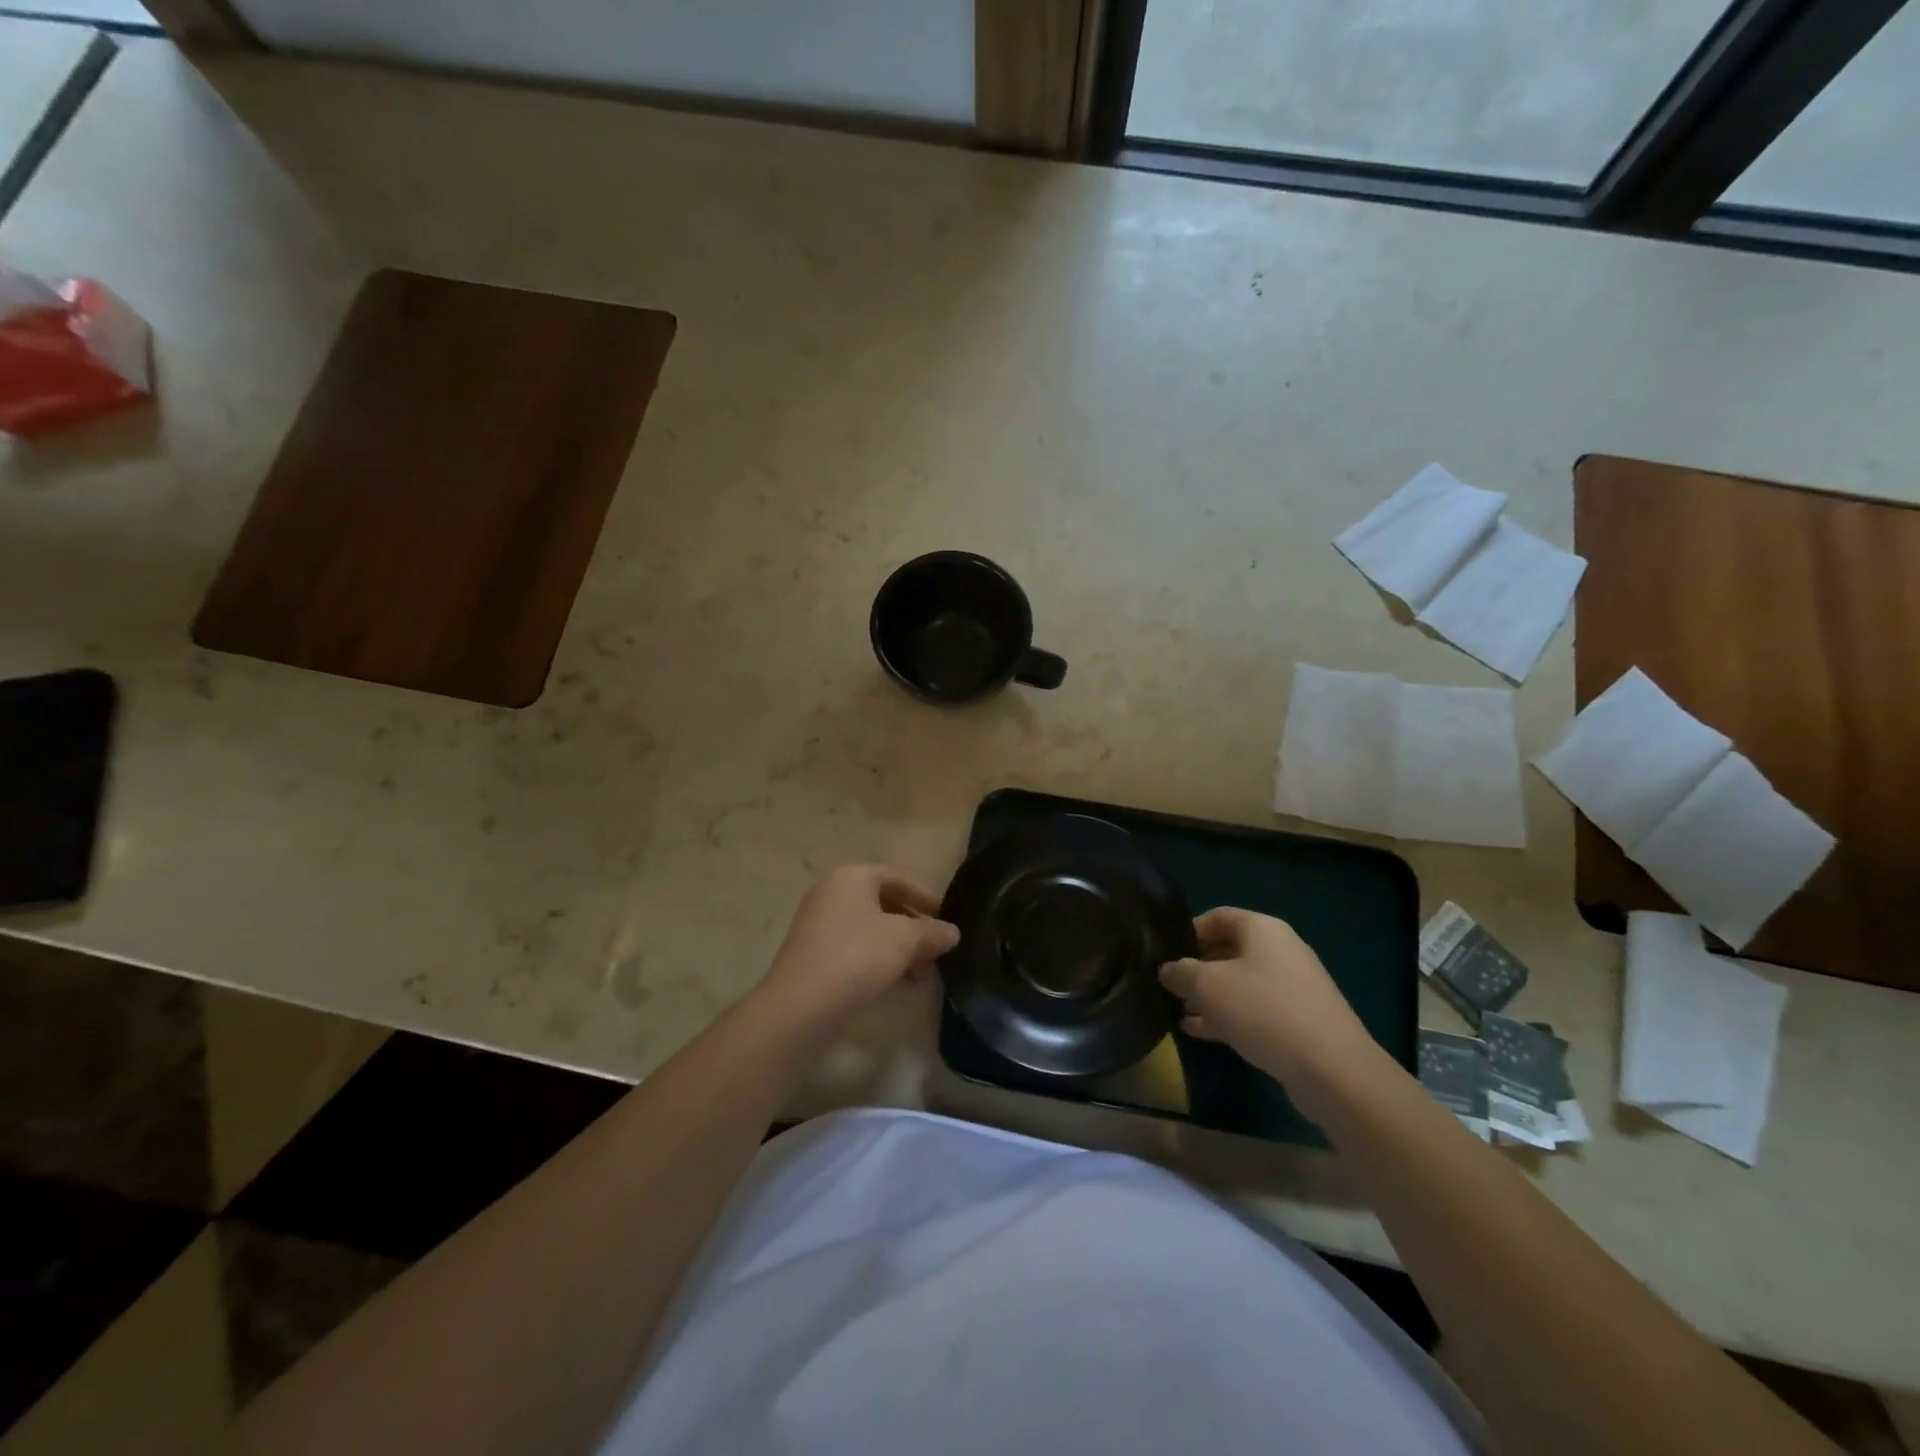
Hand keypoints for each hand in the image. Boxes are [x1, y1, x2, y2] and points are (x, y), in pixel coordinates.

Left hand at [758, 865, 959, 1023]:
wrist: (800, 1007)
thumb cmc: (857, 957)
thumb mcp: (905, 940)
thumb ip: (932, 932)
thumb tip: (952, 932)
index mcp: (850, 878)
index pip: (896, 877)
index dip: (924, 897)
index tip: (945, 918)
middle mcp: (830, 894)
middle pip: (882, 904)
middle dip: (913, 927)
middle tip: (936, 950)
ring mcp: (817, 926)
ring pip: (869, 930)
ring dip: (898, 949)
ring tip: (921, 975)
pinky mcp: (811, 956)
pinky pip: (853, 949)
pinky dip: (877, 961)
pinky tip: (896, 985)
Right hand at [1160, 907, 1392, 1111]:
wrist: (1332, 1069)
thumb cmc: (1264, 1011)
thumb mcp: (1208, 987)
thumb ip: (1181, 973)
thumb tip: (1168, 970)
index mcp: (1262, 929)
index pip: (1217, 917)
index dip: (1188, 932)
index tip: (1165, 954)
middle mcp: (1280, 950)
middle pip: (1229, 950)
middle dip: (1197, 968)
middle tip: (1169, 987)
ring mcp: (1293, 986)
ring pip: (1240, 983)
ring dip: (1210, 996)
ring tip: (1180, 1012)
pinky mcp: (1299, 1019)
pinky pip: (1255, 1009)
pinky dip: (1229, 1016)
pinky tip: (1201, 1032)